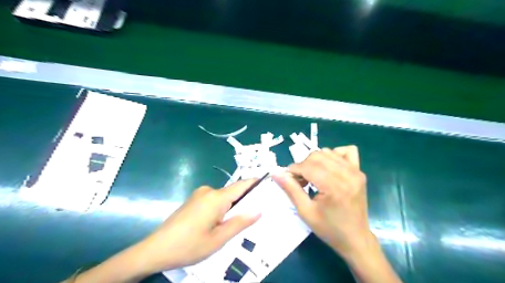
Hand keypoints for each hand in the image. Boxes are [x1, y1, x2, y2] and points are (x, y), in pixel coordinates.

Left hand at [134, 179, 259, 273]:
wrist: (155, 249)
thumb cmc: (189, 245)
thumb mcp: (219, 239)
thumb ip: (240, 222)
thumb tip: (259, 210)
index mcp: (216, 197)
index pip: (242, 185)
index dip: (256, 183)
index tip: (270, 184)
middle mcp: (209, 191)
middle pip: (233, 192)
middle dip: (246, 200)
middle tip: (259, 212)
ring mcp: (199, 194)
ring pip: (224, 198)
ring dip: (233, 207)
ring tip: (241, 222)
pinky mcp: (194, 200)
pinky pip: (214, 201)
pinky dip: (222, 208)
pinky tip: (222, 223)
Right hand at [273, 146, 373, 259]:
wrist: (355, 238)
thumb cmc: (329, 228)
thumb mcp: (305, 212)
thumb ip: (291, 190)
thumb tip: (276, 173)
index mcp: (335, 187)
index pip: (308, 166)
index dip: (293, 170)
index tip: (287, 178)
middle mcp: (348, 174)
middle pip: (317, 156)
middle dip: (303, 165)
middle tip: (299, 180)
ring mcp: (356, 171)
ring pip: (328, 152)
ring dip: (314, 161)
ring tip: (312, 176)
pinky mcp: (360, 171)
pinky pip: (346, 151)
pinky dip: (334, 154)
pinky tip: (329, 168)